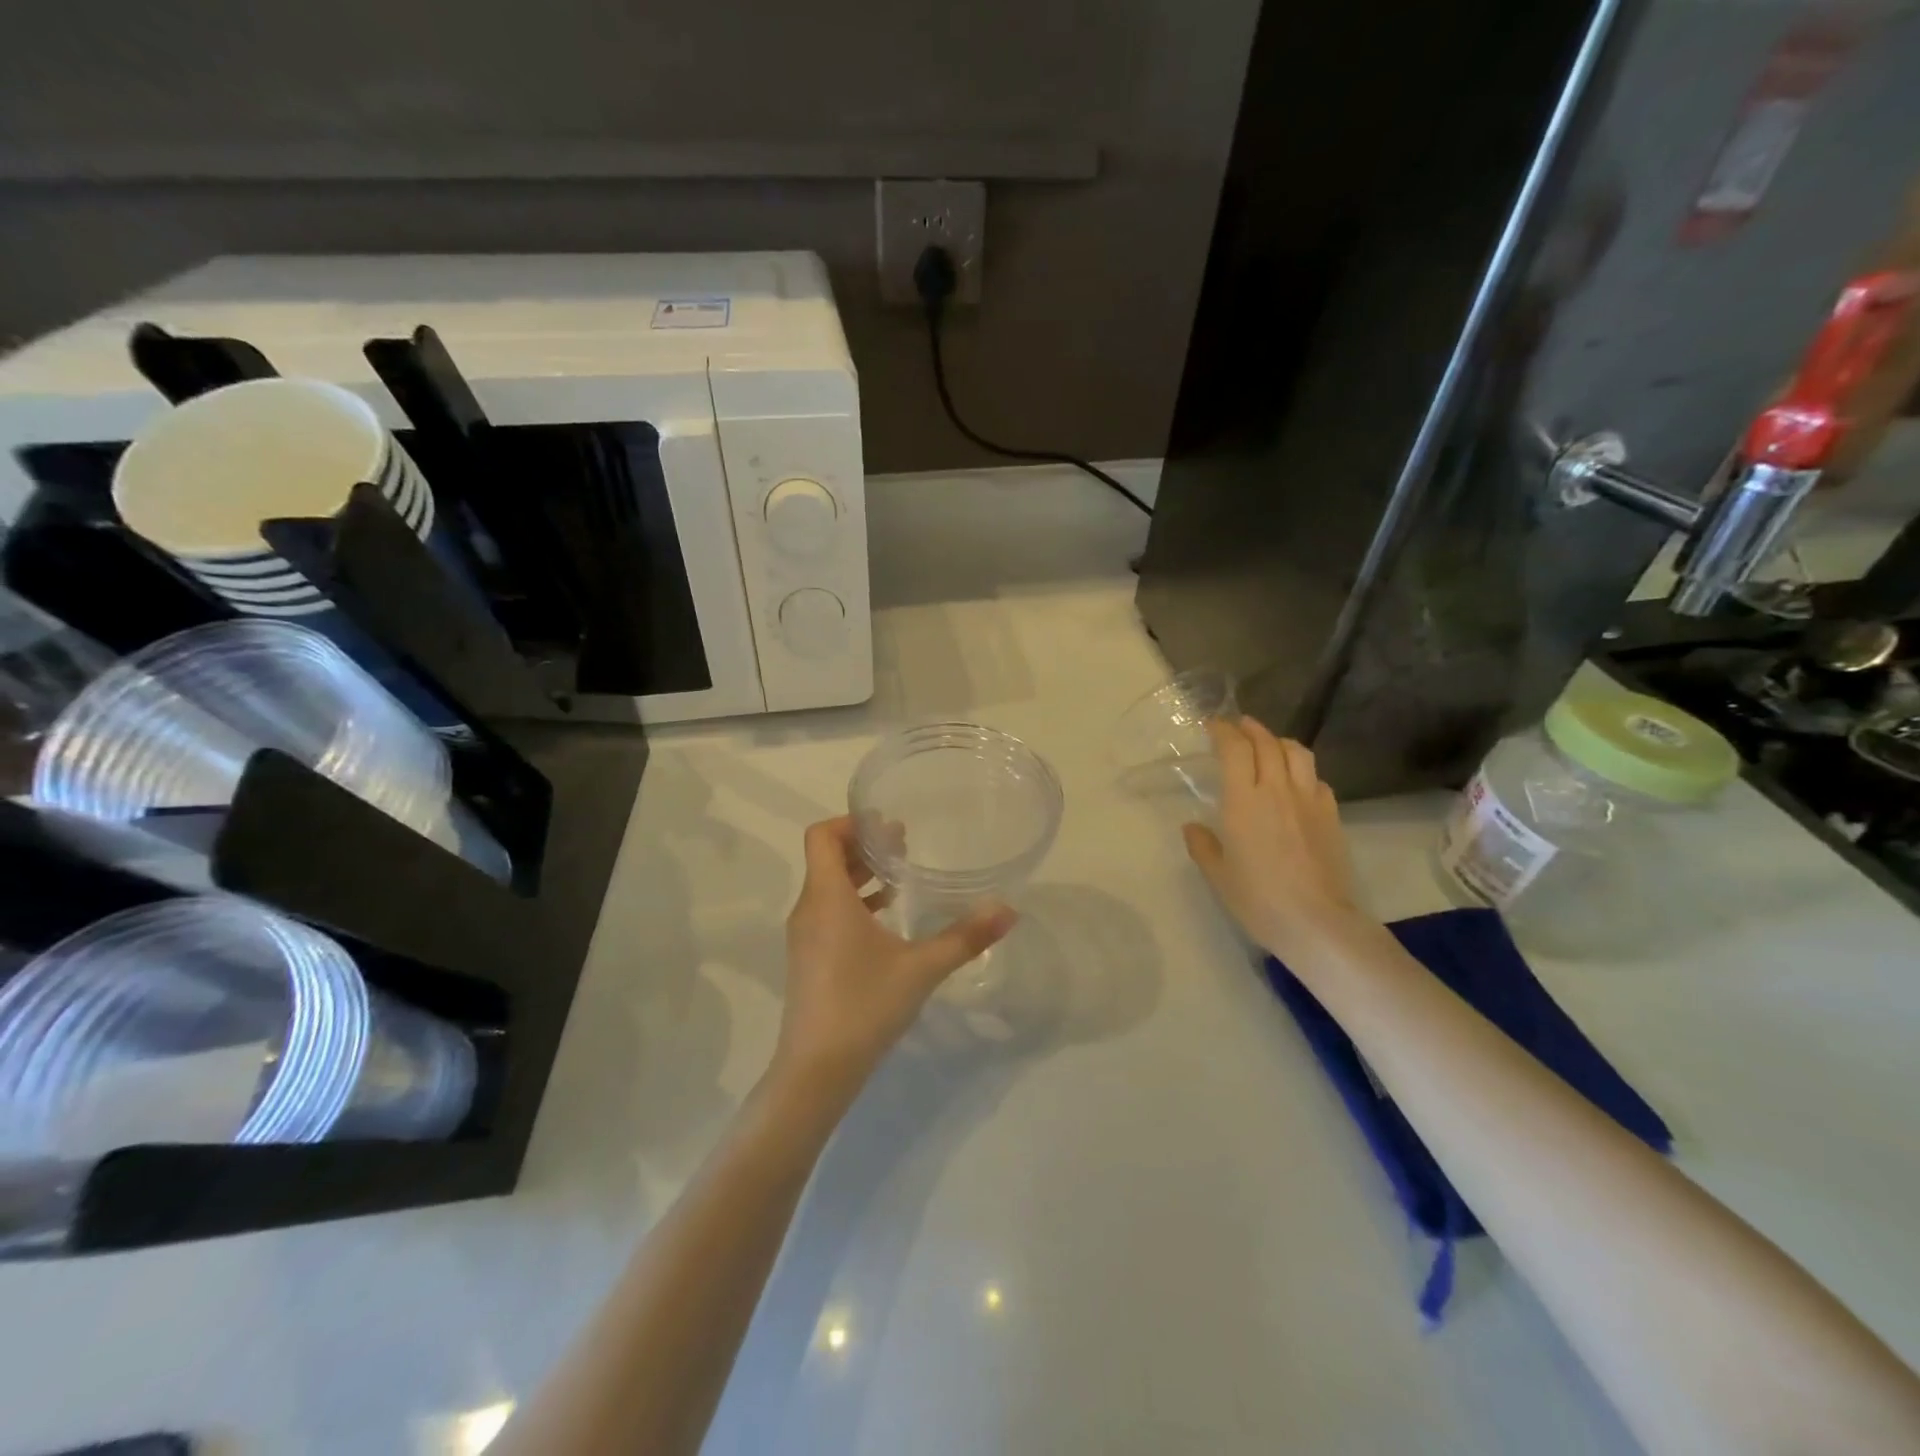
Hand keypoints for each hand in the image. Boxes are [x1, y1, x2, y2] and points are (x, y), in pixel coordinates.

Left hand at [774, 817, 1016, 1100]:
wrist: (816, 1070)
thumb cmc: (865, 1006)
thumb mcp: (922, 968)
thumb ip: (966, 937)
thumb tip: (1008, 910)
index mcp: (827, 898)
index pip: (822, 836)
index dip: (851, 822)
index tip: (888, 826)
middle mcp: (809, 909)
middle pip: (826, 858)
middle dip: (862, 846)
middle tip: (903, 843)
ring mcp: (804, 936)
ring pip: (826, 886)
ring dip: (859, 875)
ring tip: (899, 878)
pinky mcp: (807, 958)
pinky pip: (827, 911)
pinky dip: (853, 902)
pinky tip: (886, 919)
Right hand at [1183, 718, 1370, 963]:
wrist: (1318, 922)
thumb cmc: (1259, 900)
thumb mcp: (1219, 876)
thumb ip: (1203, 846)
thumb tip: (1193, 826)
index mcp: (1243, 800)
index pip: (1234, 748)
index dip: (1223, 730)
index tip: (1212, 725)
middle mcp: (1276, 790)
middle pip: (1266, 742)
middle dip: (1250, 728)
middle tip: (1238, 727)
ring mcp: (1309, 800)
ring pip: (1297, 753)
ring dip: (1279, 741)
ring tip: (1269, 745)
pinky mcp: (1331, 815)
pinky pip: (1316, 778)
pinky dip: (1302, 770)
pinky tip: (1296, 782)